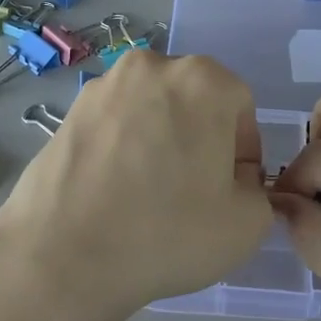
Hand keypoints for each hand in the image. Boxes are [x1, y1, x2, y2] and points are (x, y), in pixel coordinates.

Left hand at [0, 51, 273, 316]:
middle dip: (200, 137)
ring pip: (152, 109)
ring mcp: (105, 84)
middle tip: (190, 190)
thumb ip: (256, 191)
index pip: (240, 107)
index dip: (241, 152)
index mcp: (204, 80)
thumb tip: (231, 181)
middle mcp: (154, 66)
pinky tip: (114, 189)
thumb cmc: (167, 233)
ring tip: (147, 191)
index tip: (227, 191)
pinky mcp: (70, 109)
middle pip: (194, 100)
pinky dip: (123, 146)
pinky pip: (115, 123)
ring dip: (160, 139)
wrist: (63, 255)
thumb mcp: (247, 224)